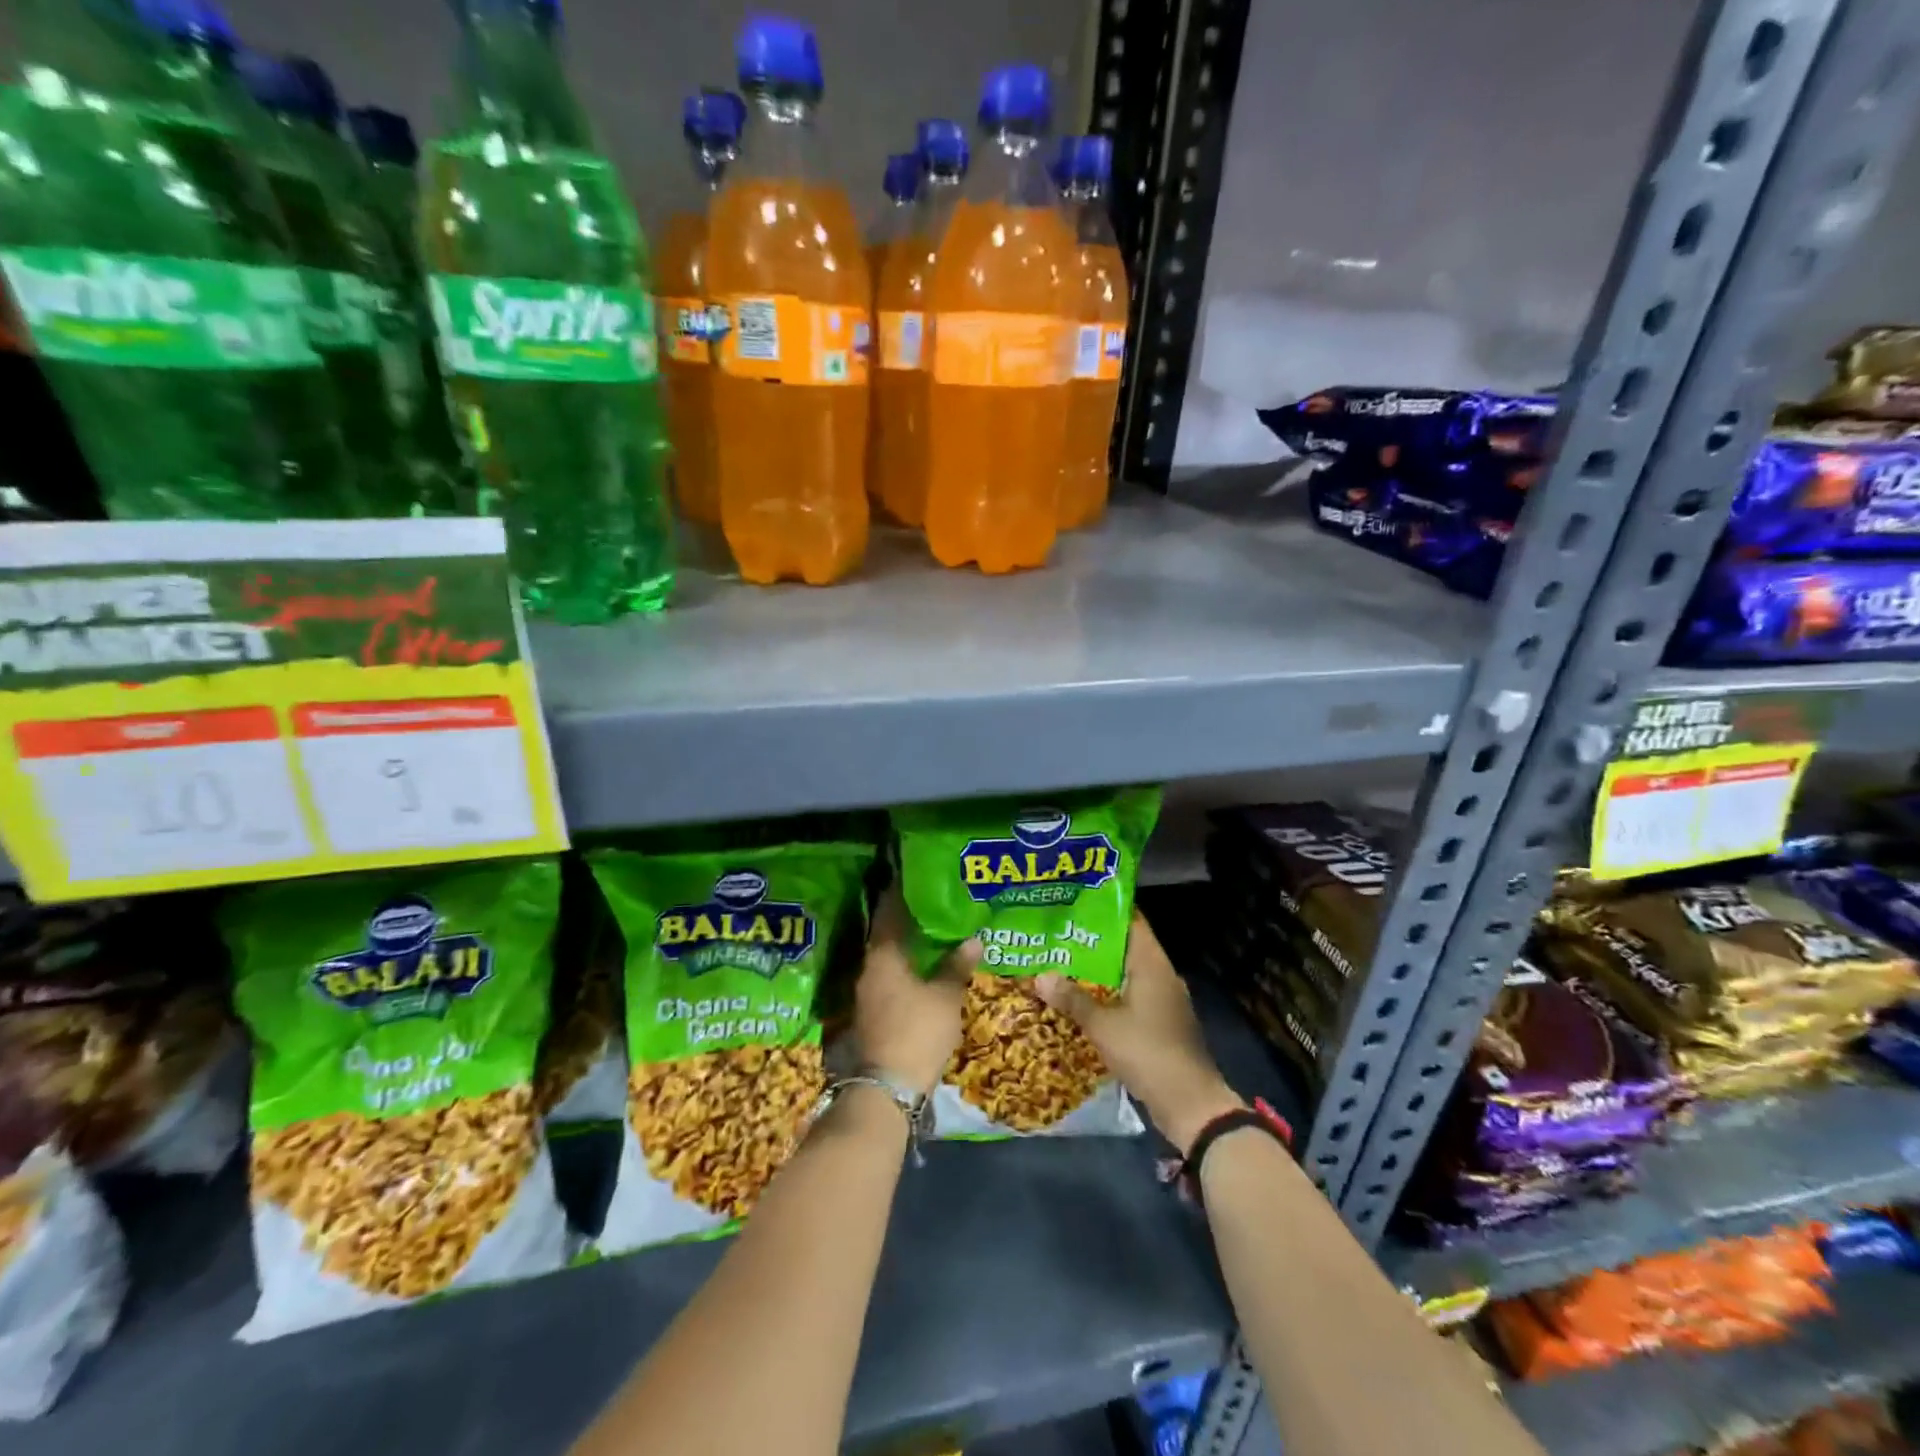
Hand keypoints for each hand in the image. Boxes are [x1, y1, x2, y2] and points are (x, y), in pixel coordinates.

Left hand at [853, 888, 978, 1096]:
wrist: (888, 1086)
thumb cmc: (918, 1031)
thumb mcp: (946, 996)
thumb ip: (957, 965)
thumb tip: (973, 940)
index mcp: (883, 954)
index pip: (889, 910)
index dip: (901, 891)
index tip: (916, 875)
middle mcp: (869, 965)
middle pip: (887, 931)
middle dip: (907, 916)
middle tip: (933, 900)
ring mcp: (867, 989)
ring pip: (888, 954)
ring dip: (907, 941)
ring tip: (933, 929)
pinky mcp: (871, 1008)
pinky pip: (888, 973)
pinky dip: (905, 963)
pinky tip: (924, 964)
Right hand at [1036, 912, 1242, 1155]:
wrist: (1190, 1104)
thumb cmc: (1148, 1053)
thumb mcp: (1103, 1026)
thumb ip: (1073, 1000)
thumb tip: (1040, 975)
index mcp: (1152, 965)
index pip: (1131, 922)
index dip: (1105, 910)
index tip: (1074, 903)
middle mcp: (1162, 975)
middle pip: (1126, 947)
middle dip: (1093, 942)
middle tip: (1058, 935)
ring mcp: (1164, 1001)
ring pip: (1127, 974)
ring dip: (1099, 972)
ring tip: (1063, 964)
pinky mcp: (1162, 1024)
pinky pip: (1131, 997)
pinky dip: (1109, 995)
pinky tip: (1083, 1001)